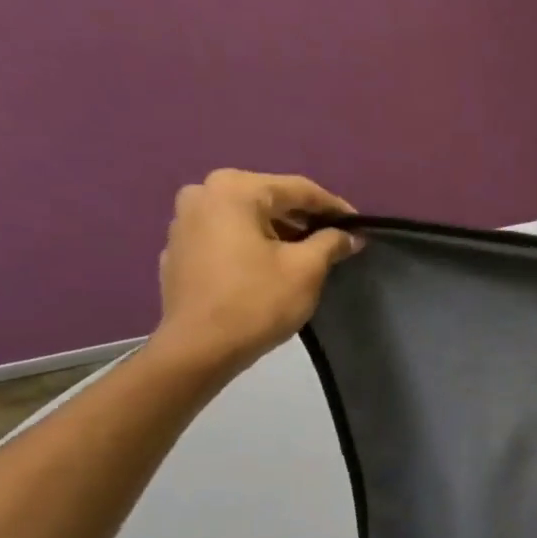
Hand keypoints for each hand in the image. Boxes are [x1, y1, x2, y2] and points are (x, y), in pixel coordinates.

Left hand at [147, 169, 360, 379]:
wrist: (200, 348)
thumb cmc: (257, 302)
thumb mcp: (306, 270)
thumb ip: (331, 243)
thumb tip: (350, 235)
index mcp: (235, 190)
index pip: (298, 189)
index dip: (333, 207)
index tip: (359, 225)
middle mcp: (203, 193)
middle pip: (268, 199)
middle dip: (303, 218)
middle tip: (334, 238)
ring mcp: (184, 221)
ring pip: (244, 218)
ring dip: (276, 231)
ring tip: (305, 254)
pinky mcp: (178, 250)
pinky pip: (224, 237)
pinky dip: (249, 245)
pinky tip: (267, 268)